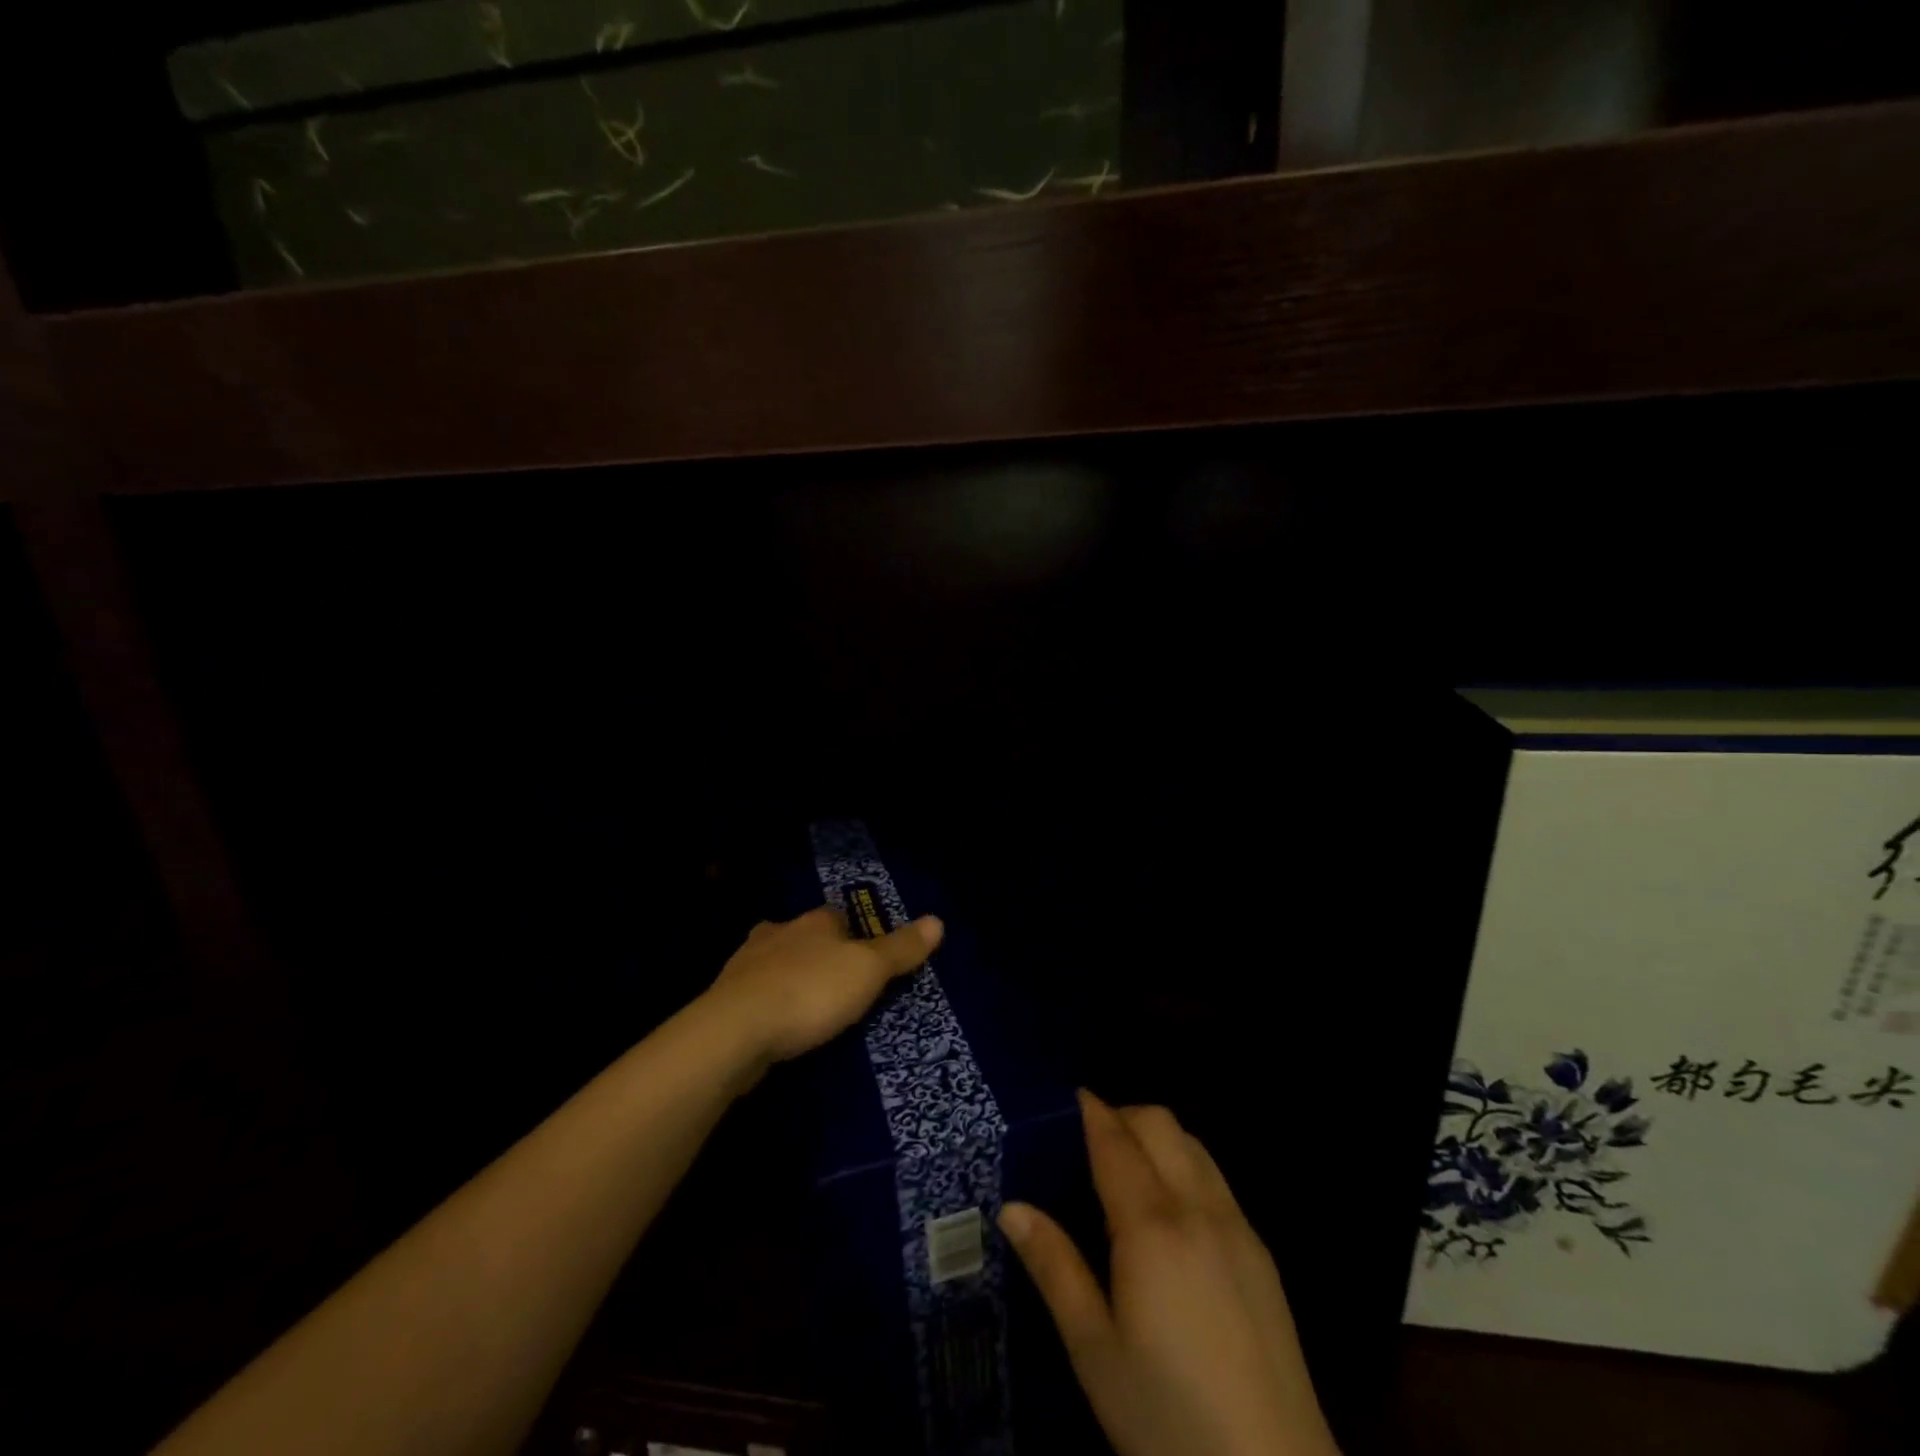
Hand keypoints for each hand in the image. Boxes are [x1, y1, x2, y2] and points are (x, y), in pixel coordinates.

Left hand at [704, 904, 943, 1065]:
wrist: (734, 1030)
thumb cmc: (811, 992)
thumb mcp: (868, 971)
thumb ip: (901, 949)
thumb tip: (938, 920)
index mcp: (814, 921)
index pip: (838, 917)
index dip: (854, 935)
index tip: (865, 959)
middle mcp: (778, 932)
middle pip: (804, 936)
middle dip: (817, 953)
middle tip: (836, 984)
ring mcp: (746, 964)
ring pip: (774, 962)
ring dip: (788, 976)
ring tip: (806, 1005)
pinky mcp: (724, 998)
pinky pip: (753, 994)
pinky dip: (766, 1003)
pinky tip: (774, 1024)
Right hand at [1000, 1092, 1338, 1455]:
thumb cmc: (1168, 1417)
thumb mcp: (1094, 1351)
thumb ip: (1054, 1268)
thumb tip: (1011, 1207)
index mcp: (1152, 1227)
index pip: (1116, 1141)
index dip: (1092, 1111)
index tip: (1069, 1097)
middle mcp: (1199, 1209)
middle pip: (1161, 1125)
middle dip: (1123, 1115)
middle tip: (1089, 1141)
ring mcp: (1239, 1228)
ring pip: (1194, 1146)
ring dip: (1157, 1137)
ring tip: (1127, 1171)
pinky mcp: (1263, 1255)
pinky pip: (1217, 1180)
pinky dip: (1186, 1166)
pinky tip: (1171, 1215)